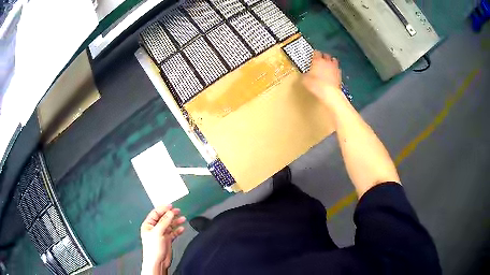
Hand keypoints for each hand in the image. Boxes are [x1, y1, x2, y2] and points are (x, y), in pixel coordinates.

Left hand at [140, 205, 185, 274]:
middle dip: (171, 215)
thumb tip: (170, 213)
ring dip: (176, 222)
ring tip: (183, 219)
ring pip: (169, 225)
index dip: (163, 209)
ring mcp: (161, 234)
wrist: (157, 261)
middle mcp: (154, 228)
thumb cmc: (152, 249)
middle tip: (178, 211)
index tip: (171, 206)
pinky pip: (173, 232)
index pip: (156, 213)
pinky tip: (181, 229)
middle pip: (163, 218)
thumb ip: (164, 222)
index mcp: (148, 225)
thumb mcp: (158, 232)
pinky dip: (177, 230)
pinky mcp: (167, 240)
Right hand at [302, 51, 343, 106]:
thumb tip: (303, 74)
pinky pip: (338, 69)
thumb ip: (304, 74)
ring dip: (331, 61)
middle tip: (320, 59)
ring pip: (334, 60)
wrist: (329, 93)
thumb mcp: (305, 80)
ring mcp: (334, 67)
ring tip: (328, 64)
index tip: (313, 55)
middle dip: (323, 56)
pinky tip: (333, 73)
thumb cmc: (315, 84)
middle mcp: (327, 62)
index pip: (316, 52)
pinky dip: (335, 70)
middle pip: (326, 55)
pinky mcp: (339, 75)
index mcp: (317, 60)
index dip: (314, 53)